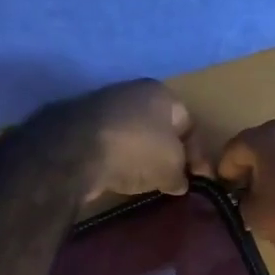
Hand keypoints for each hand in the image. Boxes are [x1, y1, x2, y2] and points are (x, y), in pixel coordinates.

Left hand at [57, 79, 204, 203]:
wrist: (75, 150)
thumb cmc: (137, 150)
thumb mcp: (172, 167)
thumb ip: (182, 174)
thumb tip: (179, 182)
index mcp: (161, 94)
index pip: (189, 124)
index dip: (198, 154)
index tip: (199, 179)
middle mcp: (133, 92)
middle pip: (160, 128)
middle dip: (168, 154)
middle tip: (173, 180)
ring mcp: (103, 106)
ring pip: (134, 135)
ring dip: (142, 157)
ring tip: (146, 182)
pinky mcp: (80, 124)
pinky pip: (111, 144)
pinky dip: (118, 160)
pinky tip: (119, 176)